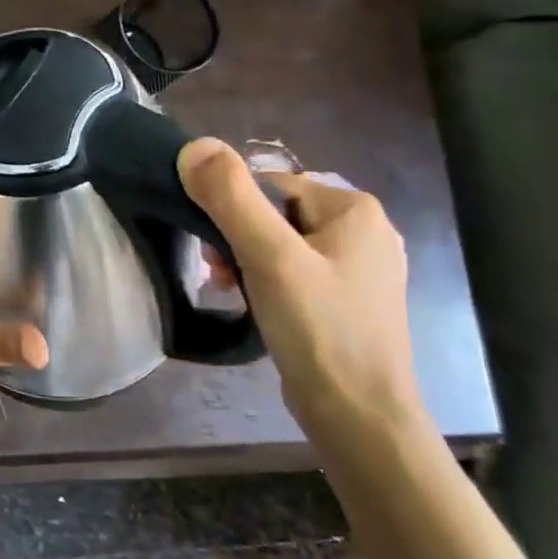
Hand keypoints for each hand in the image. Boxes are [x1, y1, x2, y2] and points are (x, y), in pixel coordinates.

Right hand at [179, 138, 428, 451]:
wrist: (357, 413)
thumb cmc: (318, 326)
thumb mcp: (268, 256)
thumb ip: (231, 198)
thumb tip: (193, 146)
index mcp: (355, 209)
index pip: (271, 184)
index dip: (232, 209)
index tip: (213, 246)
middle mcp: (364, 231)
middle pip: (275, 213)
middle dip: (236, 237)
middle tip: (217, 271)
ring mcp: (358, 268)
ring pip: (281, 243)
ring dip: (245, 260)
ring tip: (228, 289)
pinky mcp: (346, 299)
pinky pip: (294, 270)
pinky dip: (265, 280)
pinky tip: (251, 303)